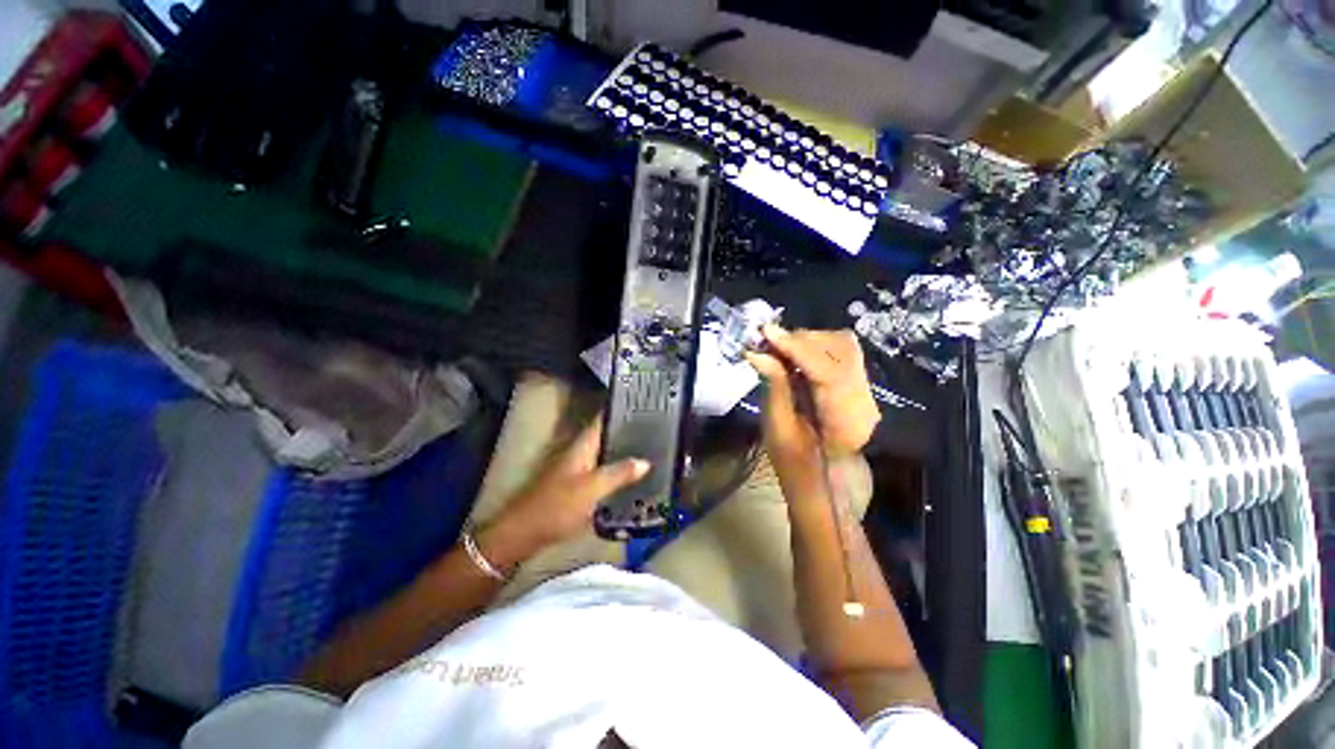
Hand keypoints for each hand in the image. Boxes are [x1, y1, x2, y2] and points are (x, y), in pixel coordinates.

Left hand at [494, 418, 649, 547]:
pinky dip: (617, 471)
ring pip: (606, 454)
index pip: (603, 419)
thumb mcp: (592, 489)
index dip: (621, 411)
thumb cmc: (558, 506)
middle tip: (656, 431)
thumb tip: (646, 462)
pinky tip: (632, 478)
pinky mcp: (577, 485)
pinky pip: (603, 471)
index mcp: (582, 445)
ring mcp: (578, 468)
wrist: (525, 533)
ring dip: (624, 452)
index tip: (644, 405)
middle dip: (628, 432)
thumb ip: (619, 473)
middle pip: (607, 436)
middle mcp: (580, 452)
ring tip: (651, 451)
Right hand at [745, 326, 879, 459]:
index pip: (826, 370)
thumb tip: (758, 353)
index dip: (796, 347)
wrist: (824, 479)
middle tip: (769, 341)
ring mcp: (866, 390)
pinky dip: (815, 347)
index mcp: (846, 420)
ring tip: (780, 347)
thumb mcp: (778, 427)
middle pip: (841, 349)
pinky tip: (795, 354)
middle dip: (802, 339)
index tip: (767, 332)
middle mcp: (865, 399)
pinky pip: (841, 352)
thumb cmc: (796, 461)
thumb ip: (774, 385)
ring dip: (809, 340)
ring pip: (844, 345)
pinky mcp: (859, 383)